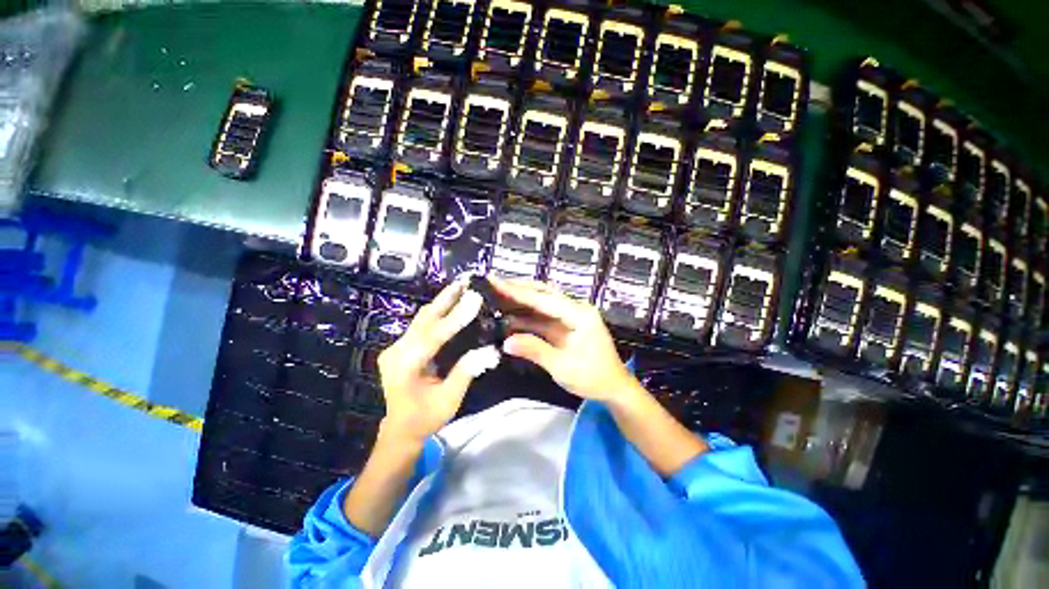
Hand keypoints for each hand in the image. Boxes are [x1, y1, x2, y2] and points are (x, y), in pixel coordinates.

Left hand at [377, 281, 499, 442]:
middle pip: (425, 319)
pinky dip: (439, 311)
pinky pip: (422, 324)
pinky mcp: (402, 346)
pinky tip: (452, 302)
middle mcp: (397, 351)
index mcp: (406, 366)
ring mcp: (397, 347)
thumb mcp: (449, 400)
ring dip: (443, 301)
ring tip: (462, 286)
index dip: (456, 316)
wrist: (400, 429)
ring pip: (422, 318)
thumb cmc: (425, 418)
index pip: (434, 335)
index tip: (475, 298)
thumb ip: (466, 372)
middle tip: (467, 280)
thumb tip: (490, 351)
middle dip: (447, 298)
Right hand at [490, 276, 643, 403]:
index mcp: (579, 314)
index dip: (517, 291)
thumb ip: (535, 350)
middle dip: (518, 289)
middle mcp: (575, 309)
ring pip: (541, 303)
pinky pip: (542, 317)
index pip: (543, 299)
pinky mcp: (565, 326)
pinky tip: (509, 318)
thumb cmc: (593, 377)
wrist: (614, 388)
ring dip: (520, 301)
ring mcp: (570, 317)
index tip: (495, 281)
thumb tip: (506, 342)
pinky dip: (526, 318)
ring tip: (496, 297)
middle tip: (492, 284)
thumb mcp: (562, 367)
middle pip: (543, 293)